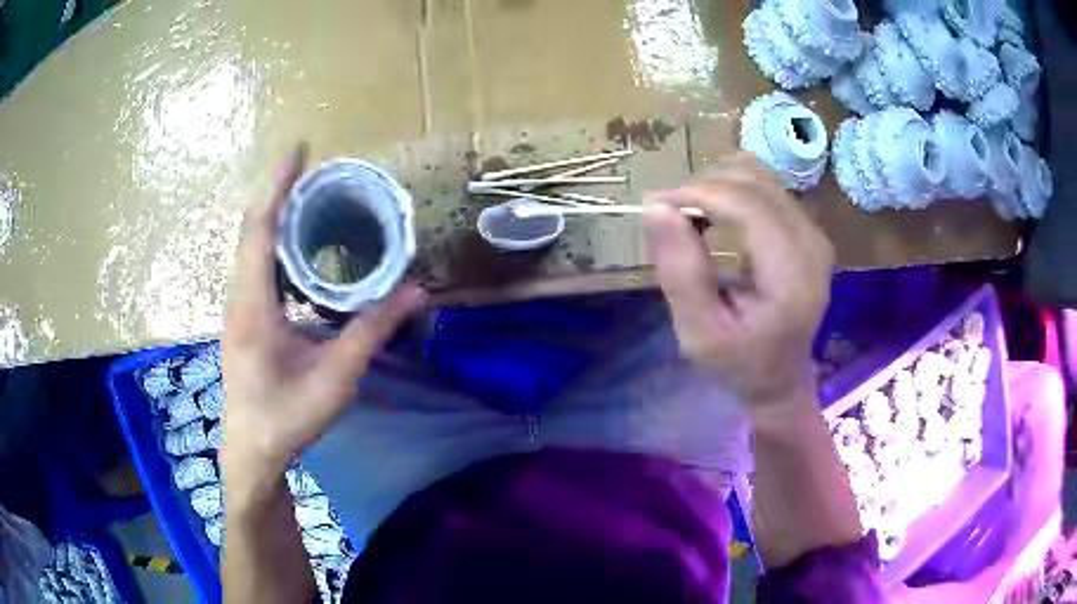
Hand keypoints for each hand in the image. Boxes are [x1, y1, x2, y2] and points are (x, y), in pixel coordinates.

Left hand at [221, 144, 424, 483]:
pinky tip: (300, 248)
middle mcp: (239, 297)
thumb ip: (373, 330)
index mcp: (253, 305)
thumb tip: (416, 291)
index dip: (278, 184)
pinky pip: (257, 266)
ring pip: (252, 246)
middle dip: (281, 191)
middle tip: (317, 169)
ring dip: (277, 215)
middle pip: (253, 228)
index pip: (260, 228)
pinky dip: (276, 243)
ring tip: (312, 197)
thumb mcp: (336, 377)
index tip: (298, 148)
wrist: (252, 451)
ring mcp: (238, 307)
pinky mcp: (243, 318)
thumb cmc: (288, 418)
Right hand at [643, 153, 832, 406]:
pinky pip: (766, 185)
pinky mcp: (808, 226)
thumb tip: (656, 206)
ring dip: (716, 184)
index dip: (697, 193)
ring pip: (758, 174)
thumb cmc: (738, 362)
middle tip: (669, 217)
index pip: (747, 204)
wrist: (780, 377)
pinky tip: (717, 214)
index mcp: (792, 275)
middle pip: (752, 181)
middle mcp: (811, 242)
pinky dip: (732, 188)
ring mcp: (814, 231)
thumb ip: (680, 271)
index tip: (655, 206)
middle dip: (702, 186)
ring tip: (691, 216)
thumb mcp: (699, 332)